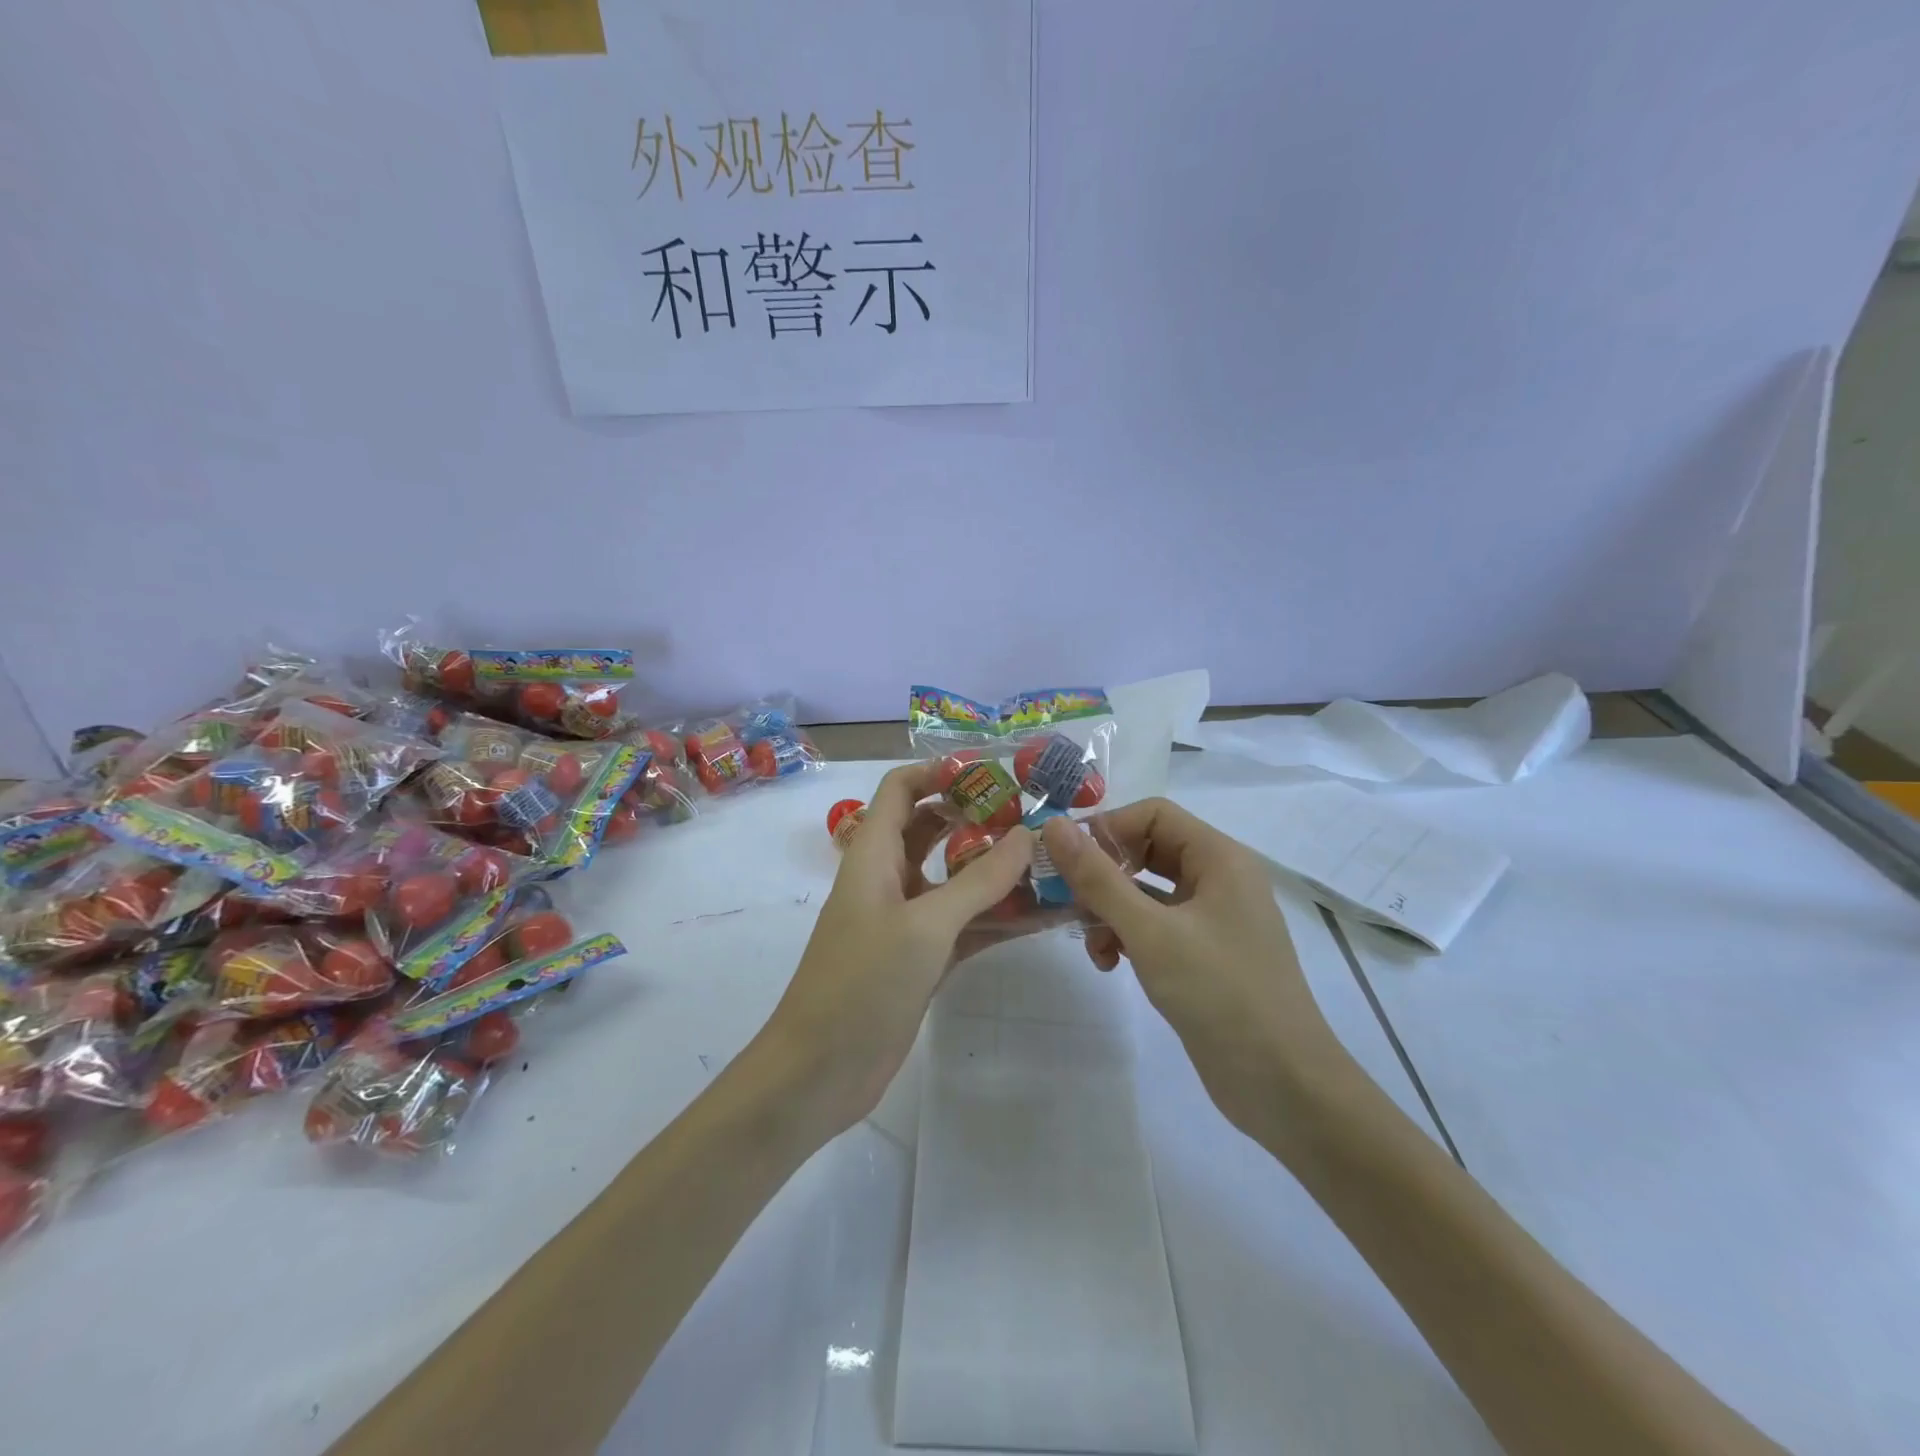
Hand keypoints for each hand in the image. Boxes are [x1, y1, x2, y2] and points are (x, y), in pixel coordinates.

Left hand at [760, 762, 1033, 1135]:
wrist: (819, 1072)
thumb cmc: (862, 984)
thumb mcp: (925, 926)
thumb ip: (979, 880)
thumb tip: (1027, 835)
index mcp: (873, 854)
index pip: (902, 789)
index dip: (941, 772)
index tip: (996, 772)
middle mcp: (888, 878)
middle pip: (932, 829)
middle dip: (978, 818)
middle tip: (1035, 816)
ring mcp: (904, 920)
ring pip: (953, 879)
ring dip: (995, 871)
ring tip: (1050, 861)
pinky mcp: (920, 958)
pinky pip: (963, 924)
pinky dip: (996, 917)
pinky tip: (1041, 916)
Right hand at [1040, 800, 1350, 1135]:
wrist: (1283, 1086)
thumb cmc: (1220, 994)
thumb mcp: (1150, 932)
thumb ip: (1098, 878)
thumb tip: (1053, 826)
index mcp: (1219, 858)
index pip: (1153, 814)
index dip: (1108, 829)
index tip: (1069, 862)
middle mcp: (1219, 879)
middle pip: (1147, 850)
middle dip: (1105, 874)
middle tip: (1068, 901)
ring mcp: (1213, 919)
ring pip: (1147, 892)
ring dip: (1111, 910)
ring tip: (1092, 944)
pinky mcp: (1204, 954)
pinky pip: (1156, 926)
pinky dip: (1128, 937)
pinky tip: (1110, 964)